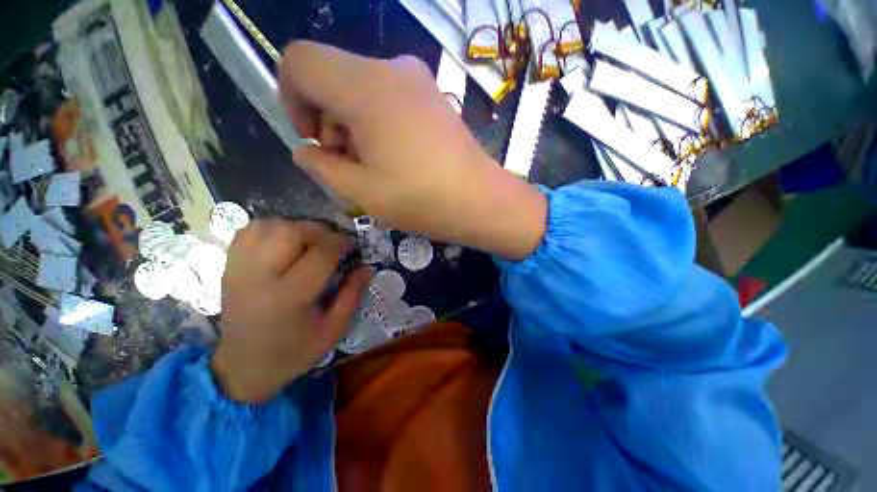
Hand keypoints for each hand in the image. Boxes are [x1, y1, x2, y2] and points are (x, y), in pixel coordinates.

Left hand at [211, 220, 372, 403]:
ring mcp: (239, 270)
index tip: (352, 245)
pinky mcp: (229, 267)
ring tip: (309, 241)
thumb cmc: (293, 352)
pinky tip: (284, 241)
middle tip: (332, 242)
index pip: (319, 254)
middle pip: (290, 232)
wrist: (243, 367)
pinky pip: (249, 231)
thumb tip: (368, 268)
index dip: (341, 243)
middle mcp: (260, 278)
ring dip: (296, 227)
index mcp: (289, 297)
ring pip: (268, 226)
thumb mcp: (332, 329)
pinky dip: (272, 228)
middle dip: (319, 231)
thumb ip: (352, 295)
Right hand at [279, 42, 546, 259]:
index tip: (314, 140)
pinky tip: (397, 157)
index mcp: (365, 87)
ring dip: (354, 126)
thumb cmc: (421, 199)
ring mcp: (417, 80)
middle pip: (332, 77)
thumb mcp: (361, 191)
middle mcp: (391, 69)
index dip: (291, 99)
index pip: (300, 61)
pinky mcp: (433, 97)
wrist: (480, 201)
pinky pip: (387, 97)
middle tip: (351, 166)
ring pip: (360, 89)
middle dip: (329, 121)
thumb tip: (306, 150)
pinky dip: (378, 123)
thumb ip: (321, 166)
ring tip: (377, 167)